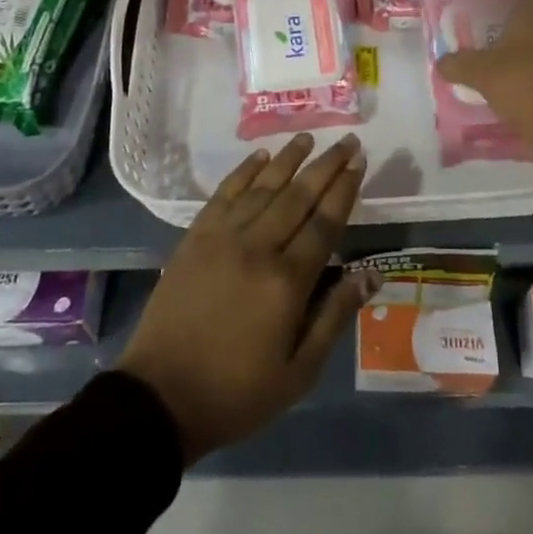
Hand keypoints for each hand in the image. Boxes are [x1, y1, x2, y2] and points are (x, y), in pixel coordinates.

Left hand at [117, 133, 379, 464]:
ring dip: (288, 159)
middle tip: (348, 140)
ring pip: (263, 187)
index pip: (325, 222)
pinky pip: (225, 194)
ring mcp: (222, 237)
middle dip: (326, 165)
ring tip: (308, 138)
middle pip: (298, 195)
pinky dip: (244, 171)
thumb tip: (371, 274)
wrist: (161, 396)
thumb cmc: (237, 391)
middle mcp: (258, 247)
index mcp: (287, 282)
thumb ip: (335, 316)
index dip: (344, 189)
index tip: (360, 162)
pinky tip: (261, 156)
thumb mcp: (299, 372)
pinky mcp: (196, 237)